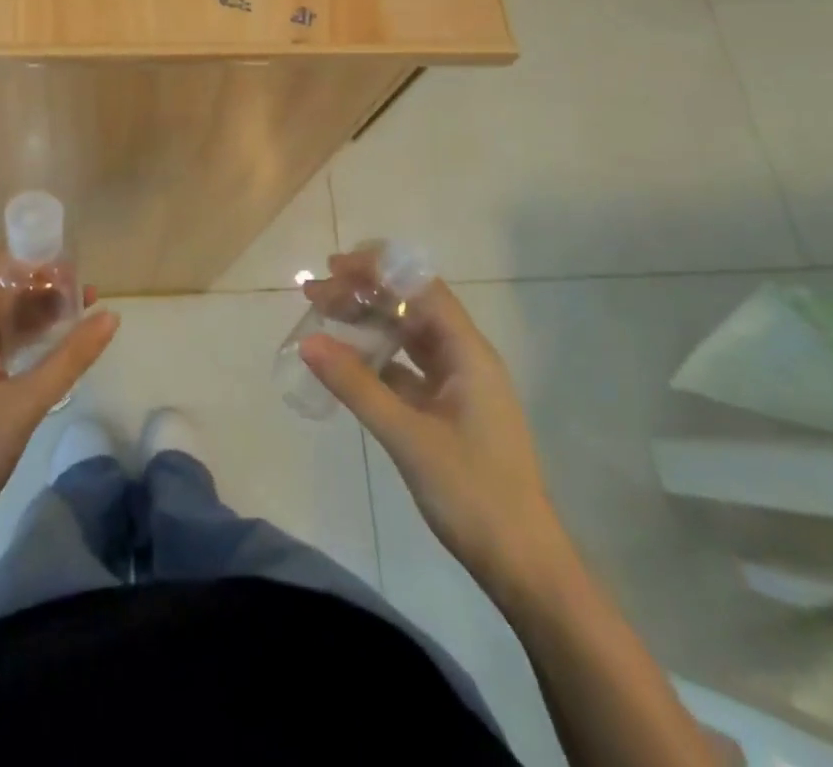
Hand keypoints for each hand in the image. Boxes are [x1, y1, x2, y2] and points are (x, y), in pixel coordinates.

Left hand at [0, 265, 118, 548]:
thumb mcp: (24, 404)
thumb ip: (69, 358)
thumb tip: (111, 315)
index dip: (27, 256)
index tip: (69, 261)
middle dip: (41, 286)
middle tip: (87, 292)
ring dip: (36, 315)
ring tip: (80, 317)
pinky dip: (25, 342)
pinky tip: (52, 354)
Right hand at [299, 257, 565, 591]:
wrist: (523, 565)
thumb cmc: (473, 493)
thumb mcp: (408, 437)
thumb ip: (357, 386)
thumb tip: (309, 341)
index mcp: (468, 353)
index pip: (422, 288)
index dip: (379, 270)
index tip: (335, 267)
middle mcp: (465, 359)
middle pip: (411, 308)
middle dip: (364, 293)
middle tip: (315, 291)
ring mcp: (458, 386)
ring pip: (408, 337)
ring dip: (368, 322)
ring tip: (324, 316)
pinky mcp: (448, 412)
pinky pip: (408, 368)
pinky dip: (377, 358)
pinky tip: (347, 362)